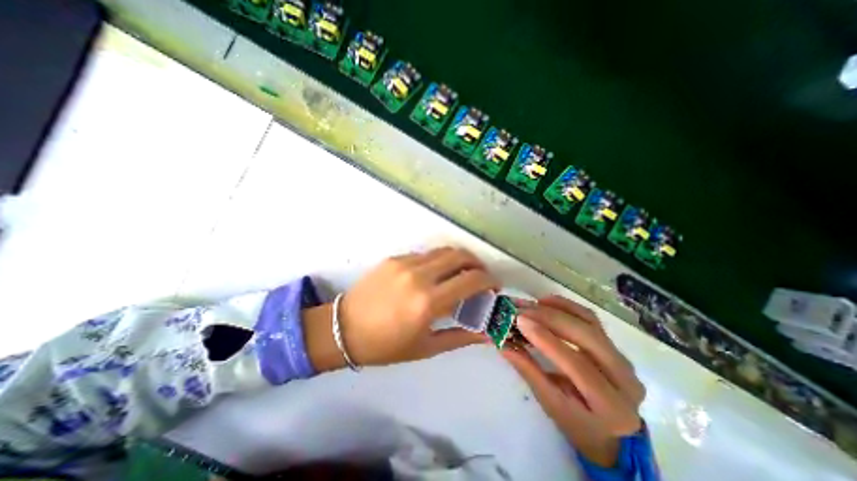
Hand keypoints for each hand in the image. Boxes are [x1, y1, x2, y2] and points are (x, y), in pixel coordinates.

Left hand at [305, 247, 499, 369]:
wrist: (343, 329)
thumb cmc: (385, 346)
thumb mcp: (426, 347)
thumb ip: (461, 336)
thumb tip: (487, 333)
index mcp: (428, 302)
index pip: (471, 280)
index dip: (489, 281)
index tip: (493, 288)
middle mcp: (419, 276)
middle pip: (460, 256)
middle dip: (477, 264)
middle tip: (480, 277)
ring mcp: (405, 263)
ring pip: (443, 251)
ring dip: (458, 259)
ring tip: (461, 273)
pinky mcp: (394, 258)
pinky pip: (425, 254)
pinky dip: (438, 261)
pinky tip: (434, 275)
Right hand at [504, 294, 641, 467]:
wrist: (611, 430)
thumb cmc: (578, 423)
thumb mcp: (551, 404)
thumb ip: (528, 371)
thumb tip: (503, 343)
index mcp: (611, 405)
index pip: (577, 364)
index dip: (546, 340)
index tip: (520, 321)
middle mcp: (625, 378)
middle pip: (587, 337)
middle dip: (550, 319)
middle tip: (522, 310)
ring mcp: (623, 358)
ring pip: (589, 322)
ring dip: (558, 309)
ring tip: (532, 304)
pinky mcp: (614, 344)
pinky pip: (590, 318)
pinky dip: (567, 306)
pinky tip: (547, 302)